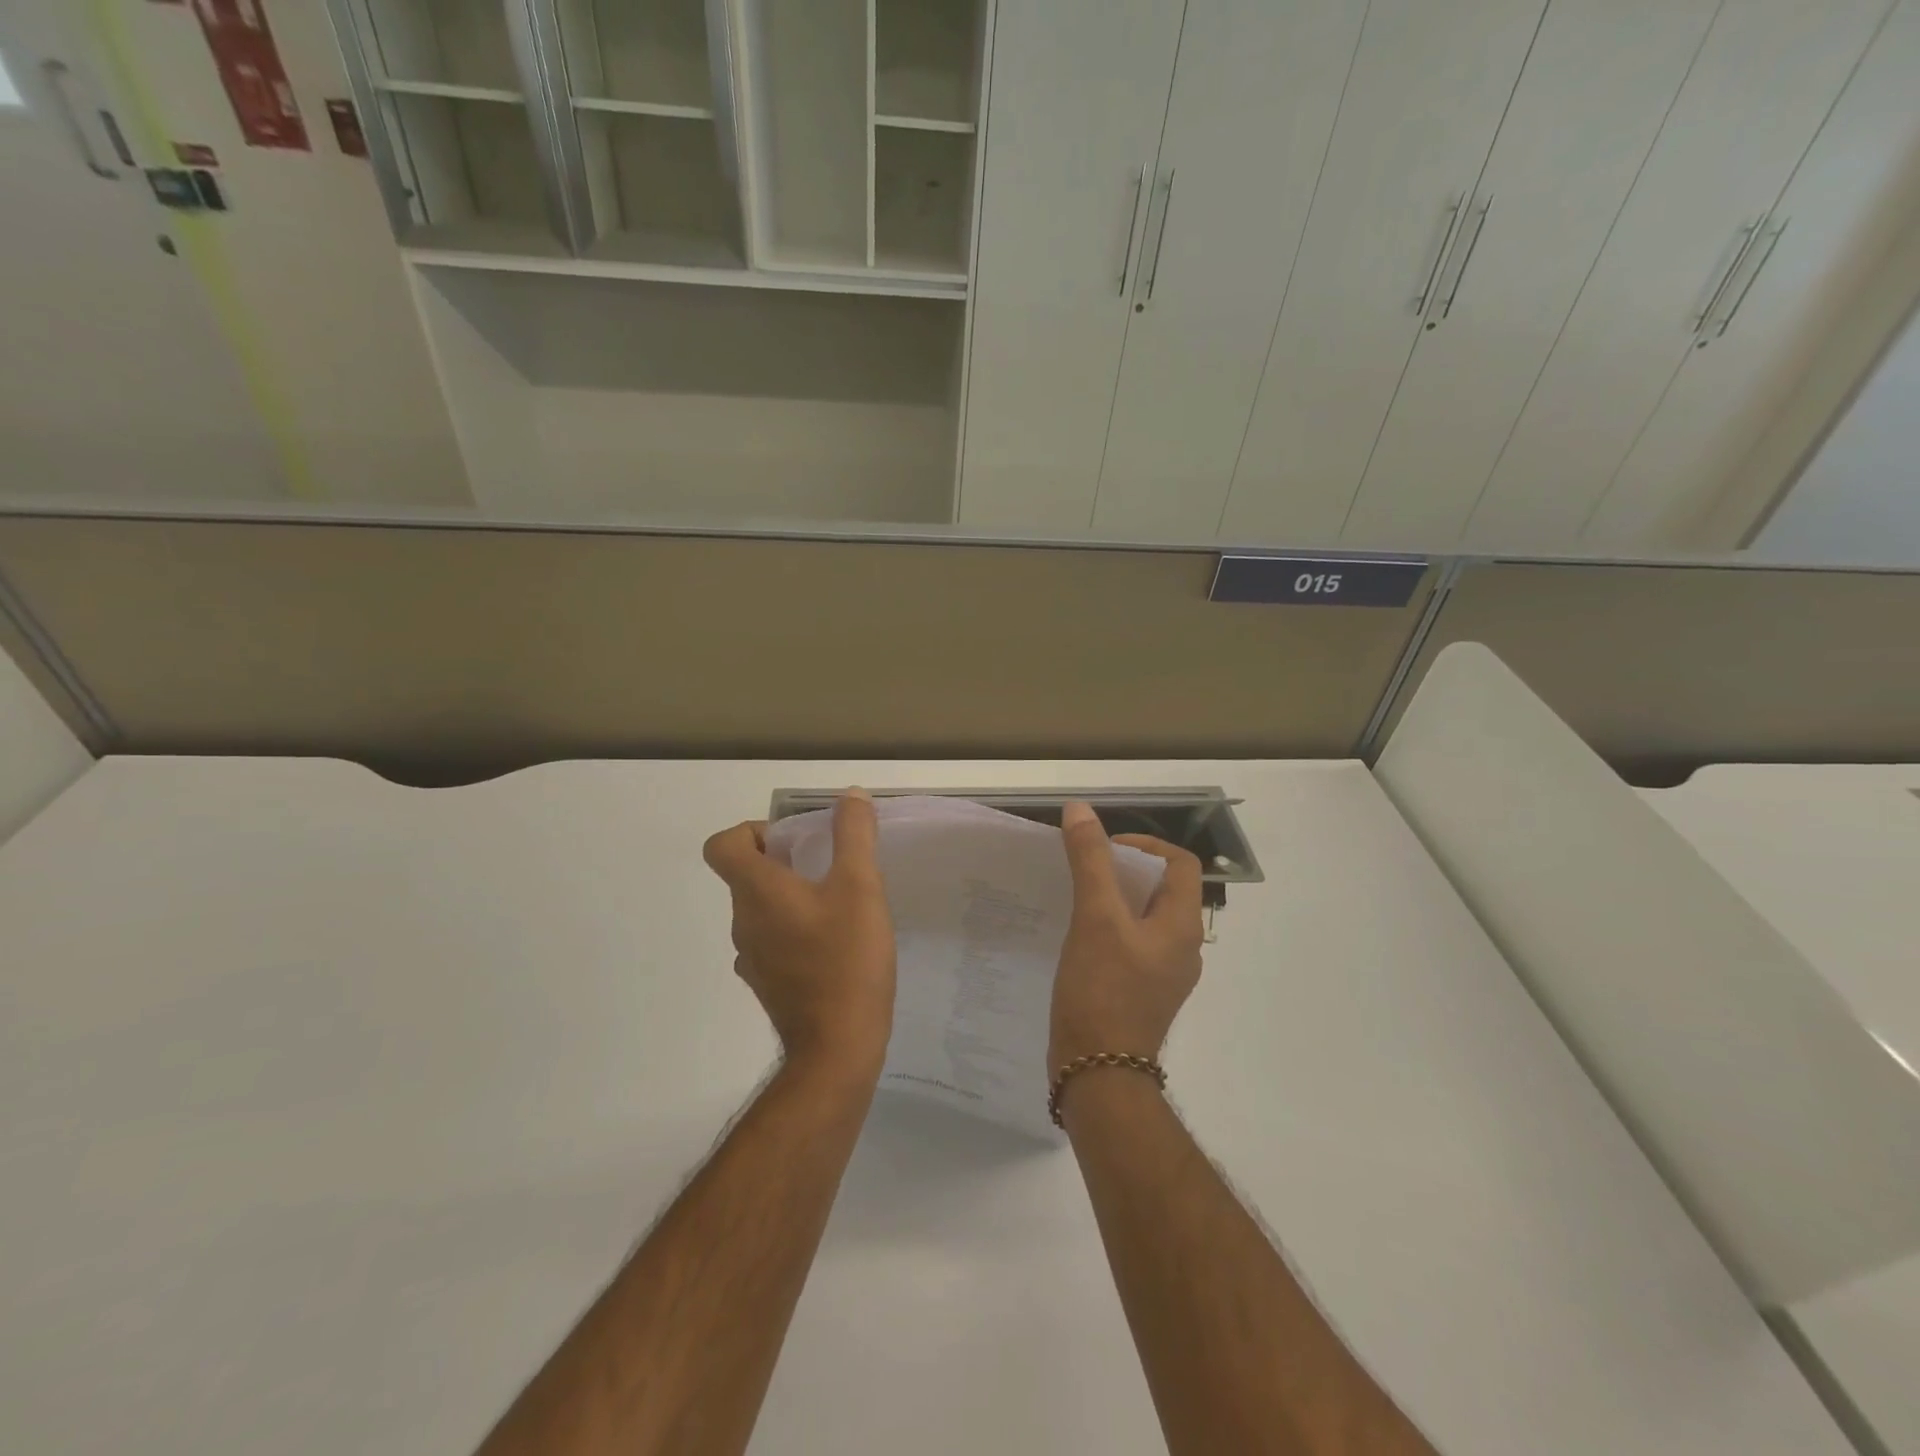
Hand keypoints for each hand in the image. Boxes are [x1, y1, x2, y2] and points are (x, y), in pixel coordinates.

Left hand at [703, 790, 895, 1074]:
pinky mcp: (768, 984)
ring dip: (791, 897)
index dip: (752, 831)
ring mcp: (752, 958)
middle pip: (745, 875)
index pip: (722, 845)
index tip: (793, 840)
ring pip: (761, 909)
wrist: (837, 1048)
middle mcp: (743, 922)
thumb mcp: (860, 887)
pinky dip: (795, 931)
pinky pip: (773, 941)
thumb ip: (854, 836)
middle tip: (830, 867)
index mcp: (757, 892)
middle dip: (783, 860)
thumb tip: (849, 795)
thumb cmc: (846, 959)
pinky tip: (835, 944)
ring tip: (840, 905)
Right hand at [1050, 801, 1205, 1074]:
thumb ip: (1090, 861)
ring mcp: (1162, 974)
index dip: (1145, 844)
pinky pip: (1130, 945)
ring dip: (1114, 900)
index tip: (1105, 847)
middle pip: (1161, 890)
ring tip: (1075, 897)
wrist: (1098, 1074)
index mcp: (1183, 926)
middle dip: (1124, 871)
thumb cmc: (1103, 991)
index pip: (1179, 864)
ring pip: (1143, 918)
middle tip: (1084, 869)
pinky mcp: (1141, 992)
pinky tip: (1076, 936)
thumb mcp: (1095, 918)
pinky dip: (1108, 929)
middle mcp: (1182, 948)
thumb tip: (1080, 810)